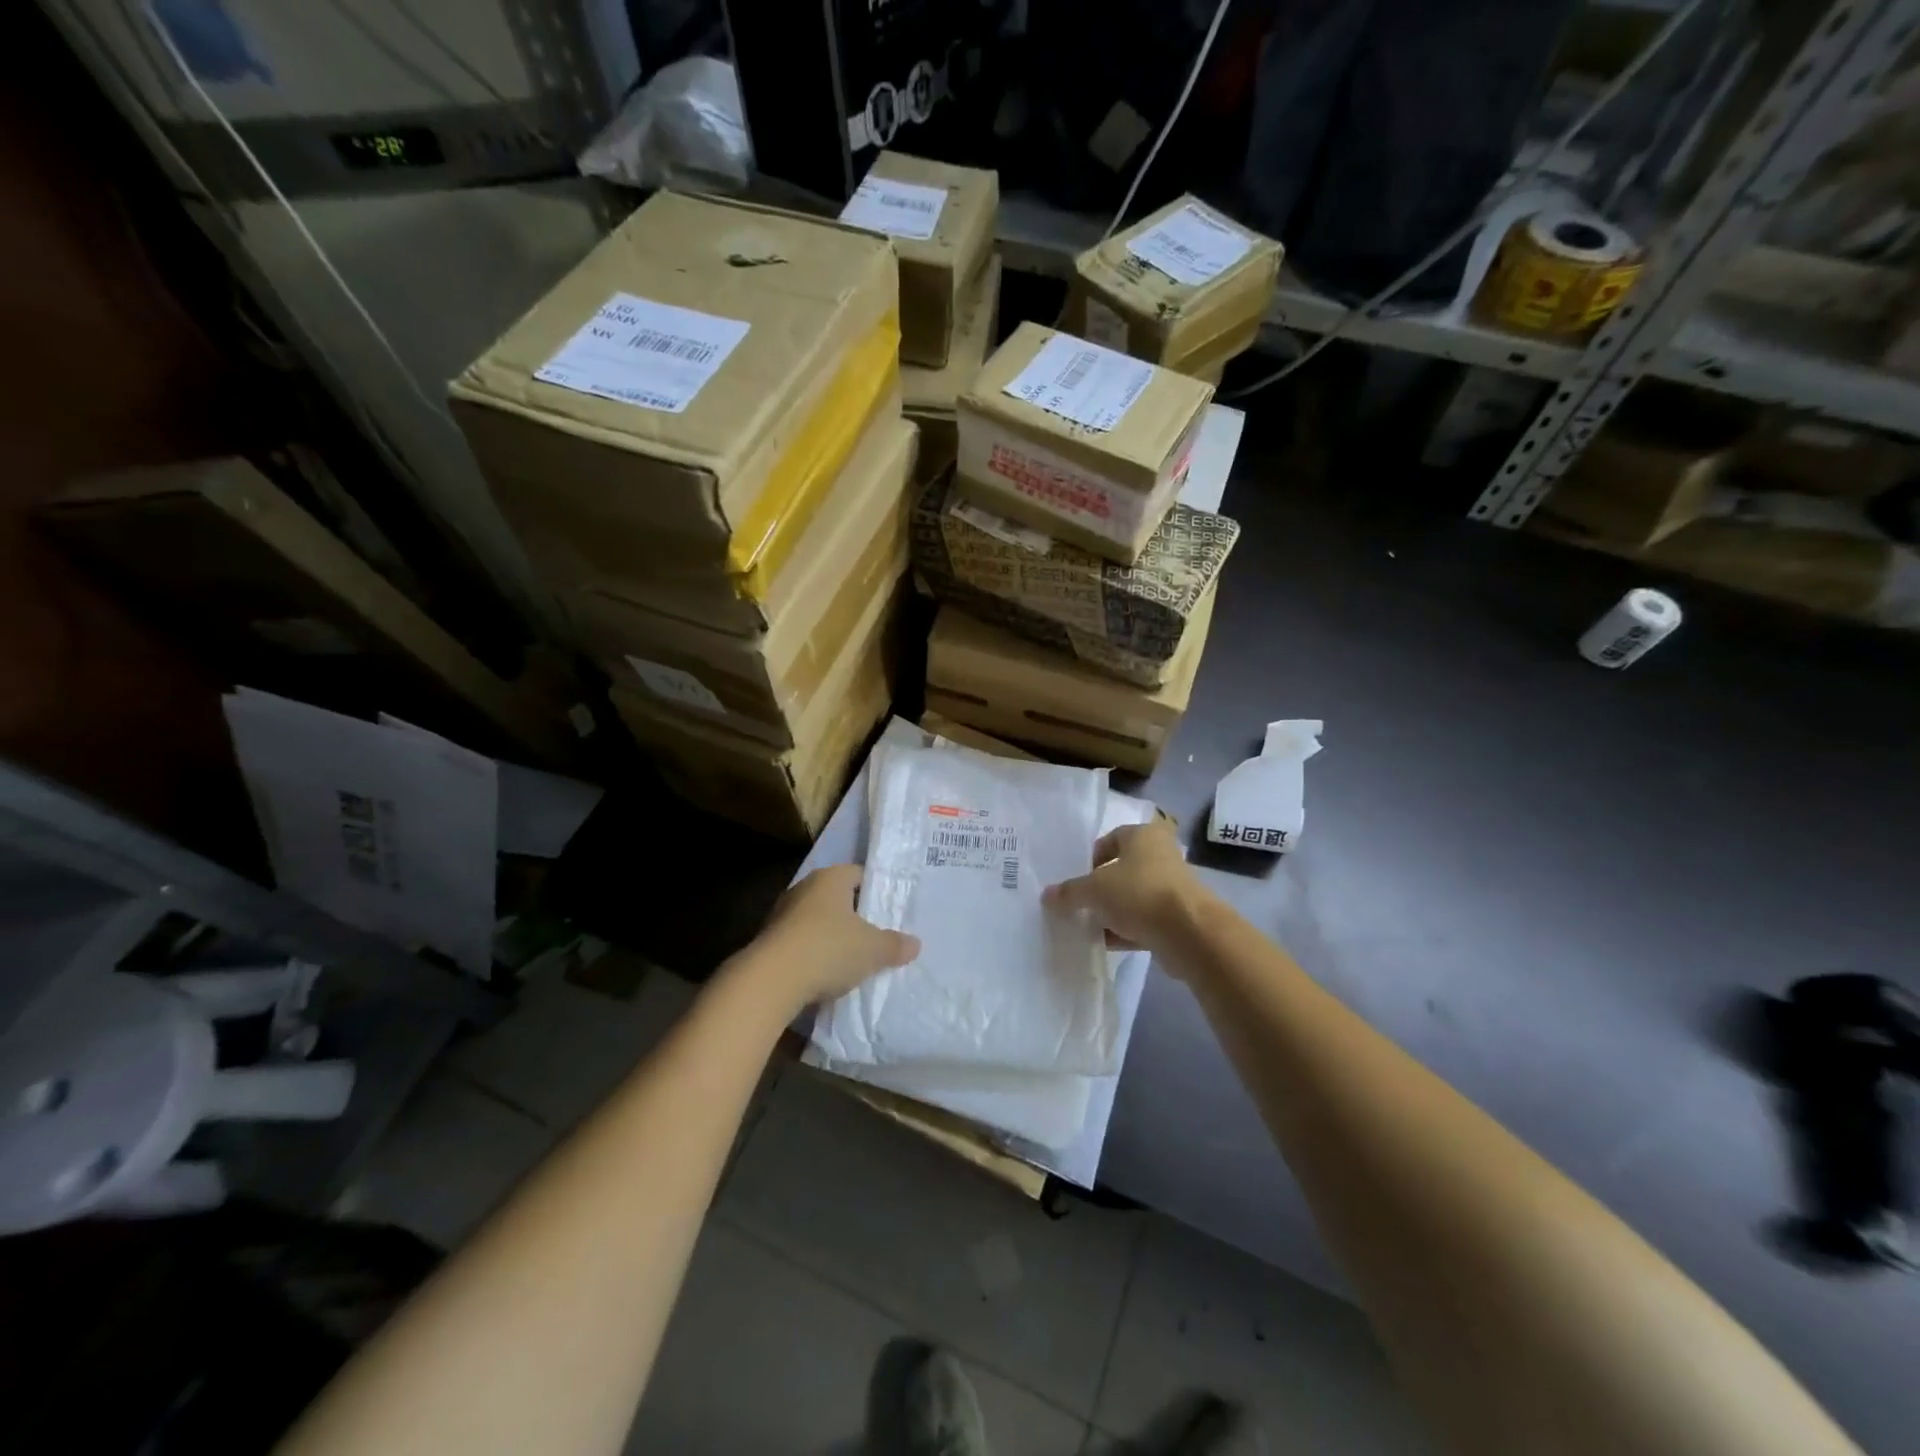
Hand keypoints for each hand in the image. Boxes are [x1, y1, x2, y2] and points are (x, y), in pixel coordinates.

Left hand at [739, 865, 919, 1007]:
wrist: (771, 980)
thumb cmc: (829, 949)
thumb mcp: (873, 950)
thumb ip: (895, 945)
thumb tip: (915, 944)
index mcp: (831, 878)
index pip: (859, 874)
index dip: (876, 891)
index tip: (889, 911)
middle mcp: (804, 888)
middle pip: (837, 898)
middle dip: (854, 916)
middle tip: (875, 937)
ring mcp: (782, 914)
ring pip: (816, 921)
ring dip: (831, 937)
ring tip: (852, 960)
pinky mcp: (768, 941)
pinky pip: (800, 943)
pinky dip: (813, 954)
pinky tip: (825, 975)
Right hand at [1043, 819, 1211, 952]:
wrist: (1189, 932)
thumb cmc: (1139, 893)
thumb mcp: (1095, 889)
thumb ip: (1070, 892)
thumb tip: (1047, 895)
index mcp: (1143, 835)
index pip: (1110, 839)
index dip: (1090, 858)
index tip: (1076, 879)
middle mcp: (1160, 855)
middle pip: (1122, 869)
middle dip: (1099, 887)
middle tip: (1078, 903)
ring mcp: (1171, 887)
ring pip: (1132, 896)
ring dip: (1111, 911)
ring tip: (1086, 926)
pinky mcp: (1176, 917)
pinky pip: (1143, 920)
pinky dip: (1125, 929)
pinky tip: (1104, 942)